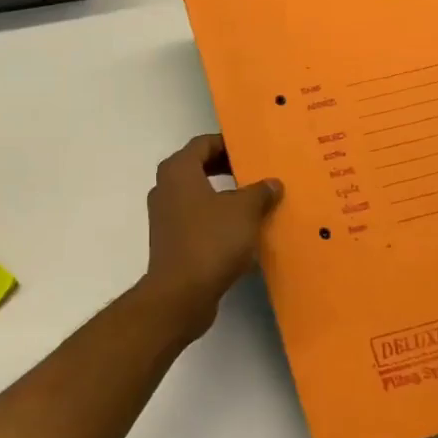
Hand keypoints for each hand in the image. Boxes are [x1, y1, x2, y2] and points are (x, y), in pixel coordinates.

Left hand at [140, 135, 282, 338]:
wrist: (180, 294)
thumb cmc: (211, 241)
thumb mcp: (244, 211)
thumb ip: (259, 192)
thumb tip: (272, 183)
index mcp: (178, 171)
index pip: (203, 143)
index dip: (228, 144)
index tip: (252, 151)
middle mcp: (166, 188)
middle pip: (199, 167)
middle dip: (227, 169)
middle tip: (256, 173)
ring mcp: (165, 216)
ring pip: (198, 195)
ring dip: (224, 196)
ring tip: (255, 202)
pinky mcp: (170, 241)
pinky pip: (196, 219)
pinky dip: (216, 219)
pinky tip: (242, 232)